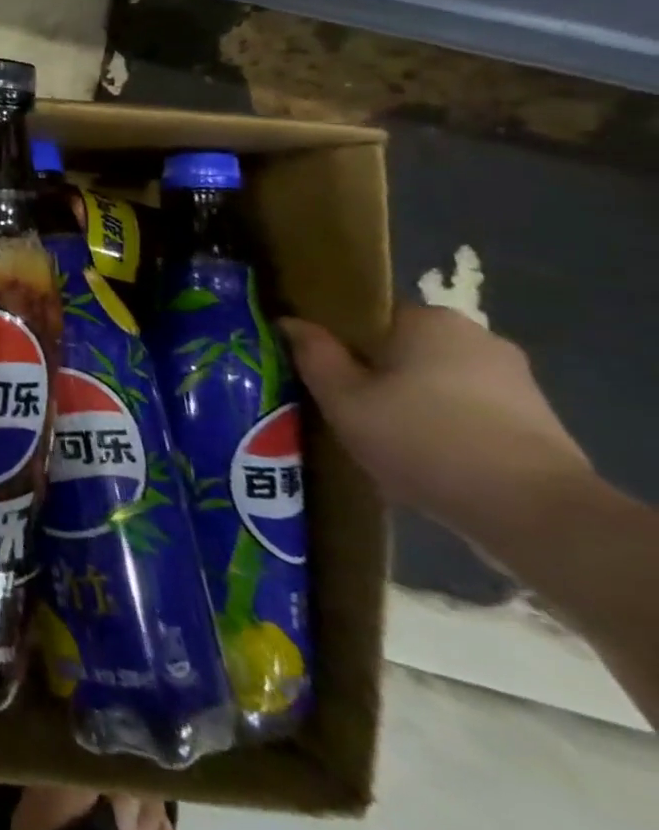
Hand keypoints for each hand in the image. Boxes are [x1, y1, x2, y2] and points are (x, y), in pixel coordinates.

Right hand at [279, 305, 589, 542]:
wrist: (535, 513)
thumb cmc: (422, 438)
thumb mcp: (342, 398)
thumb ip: (313, 354)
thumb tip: (290, 321)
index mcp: (429, 320)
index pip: (368, 316)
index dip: (337, 340)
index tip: (318, 369)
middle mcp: (477, 337)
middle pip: (403, 349)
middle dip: (375, 373)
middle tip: (343, 406)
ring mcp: (515, 381)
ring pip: (437, 382)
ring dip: (410, 402)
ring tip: (381, 438)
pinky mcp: (538, 422)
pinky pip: (469, 412)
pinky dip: (444, 427)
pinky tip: (424, 458)